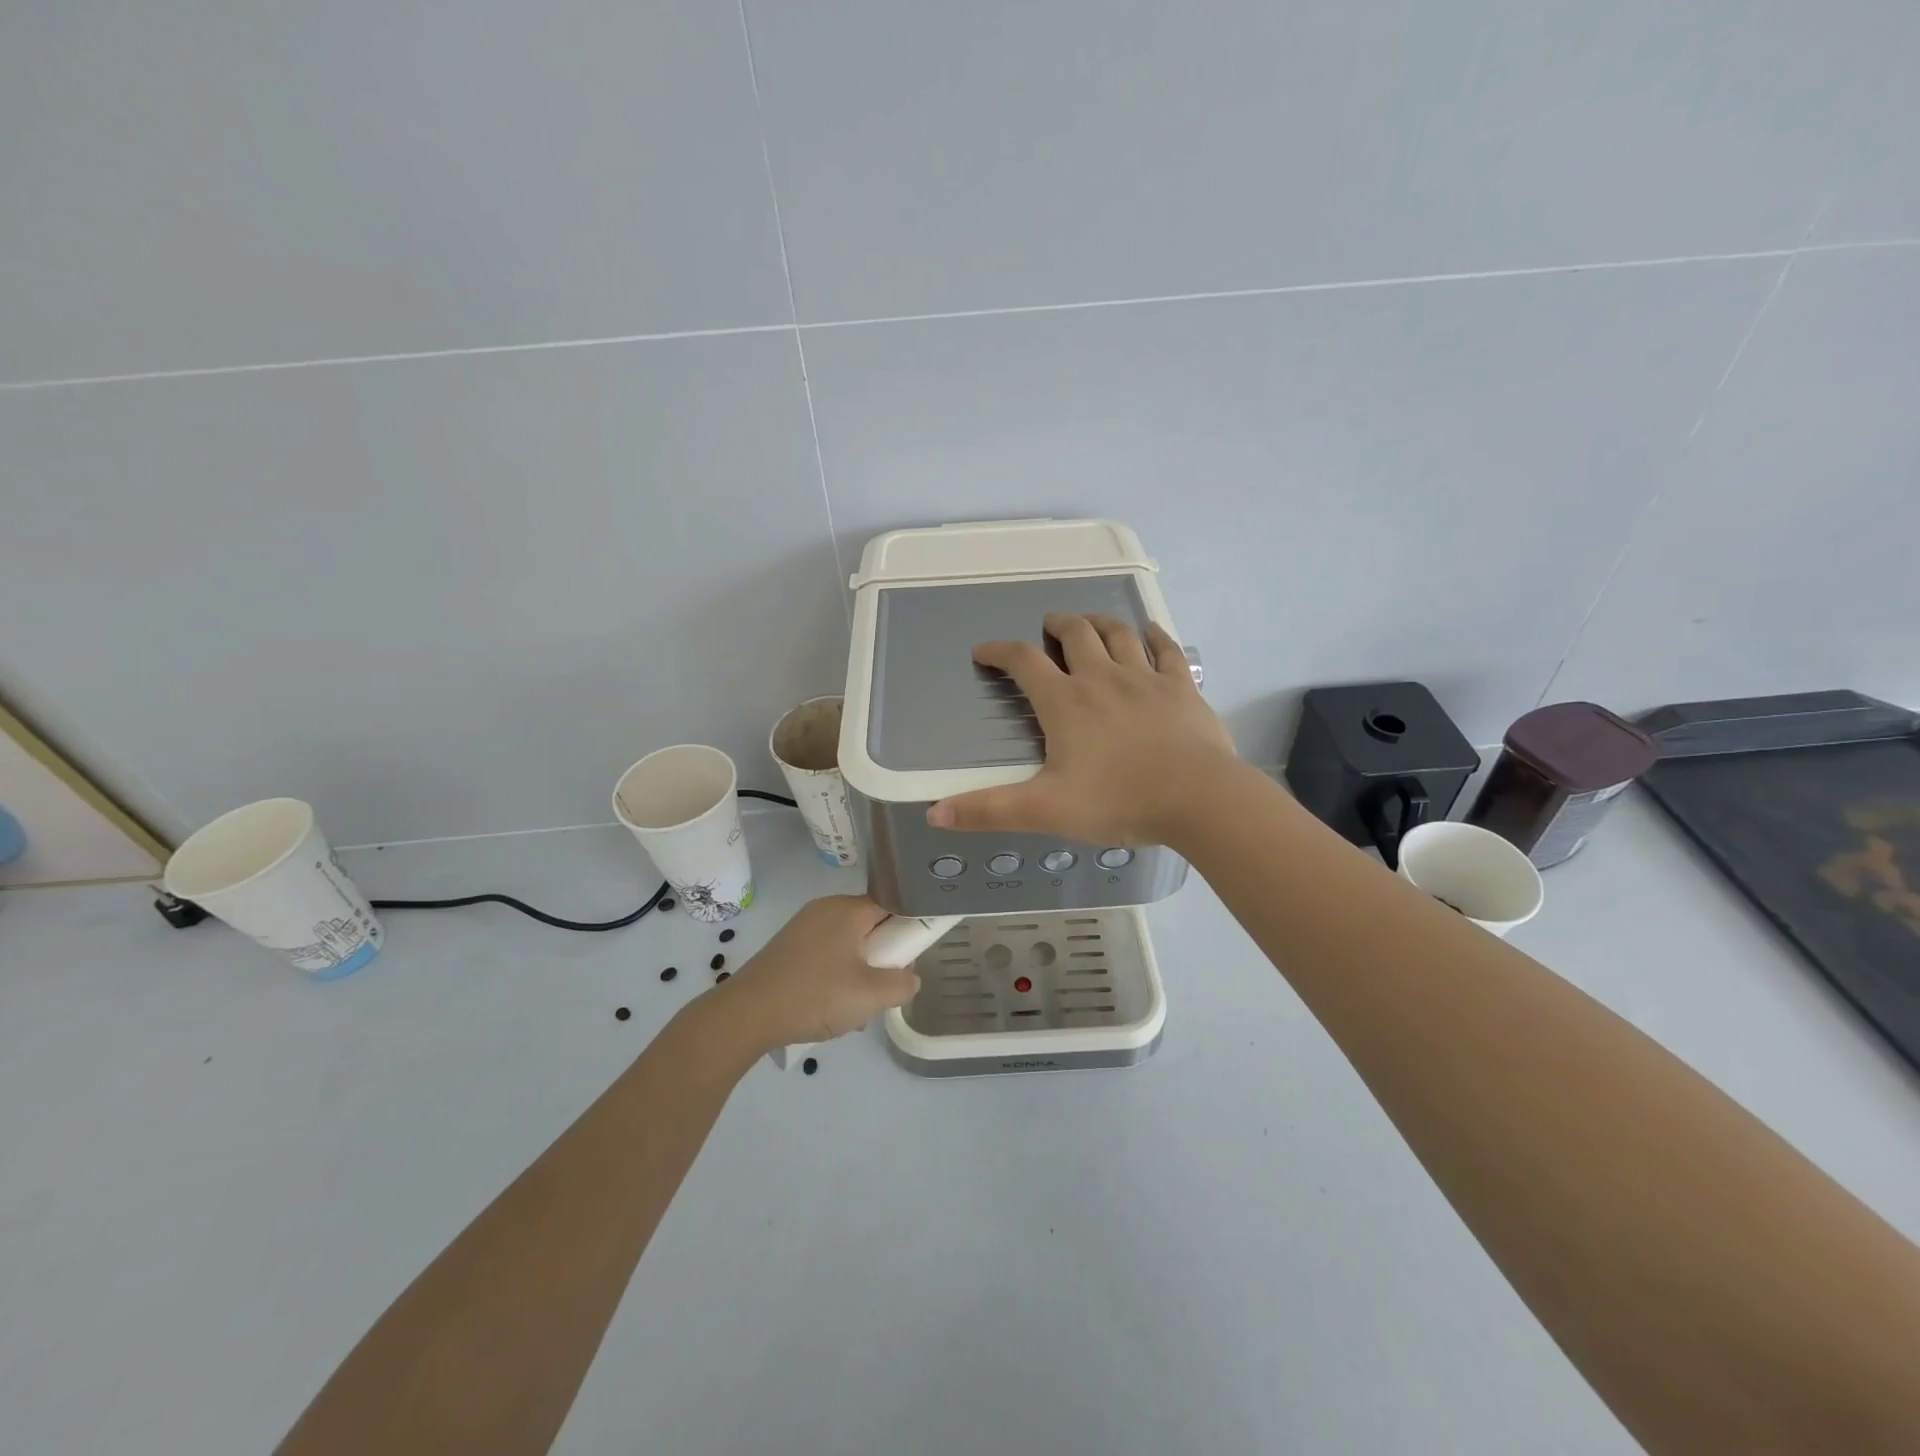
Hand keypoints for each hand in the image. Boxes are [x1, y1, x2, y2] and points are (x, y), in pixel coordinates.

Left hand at [718, 895, 920, 1051]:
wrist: (746, 1014)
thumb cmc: (814, 995)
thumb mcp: (870, 996)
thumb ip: (902, 984)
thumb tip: (911, 978)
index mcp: (848, 909)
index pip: (893, 904)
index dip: (909, 928)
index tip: (912, 957)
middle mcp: (826, 909)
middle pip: (870, 925)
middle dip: (883, 957)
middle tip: (884, 988)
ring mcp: (803, 927)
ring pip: (848, 944)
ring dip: (860, 972)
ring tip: (857, 1008)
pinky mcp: (788, 947)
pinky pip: (826, 954)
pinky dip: (837, 976)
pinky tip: (832, 1009)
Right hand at [927, 613, 1241, 847]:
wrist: (1198, 798)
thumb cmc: (1118, 801)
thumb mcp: (1045, 810)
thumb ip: (989, 810)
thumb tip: (934, 813)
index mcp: (1065, 702)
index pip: (1023, 663)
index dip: (999, 652)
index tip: (984, 652)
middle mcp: (1102, 678)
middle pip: (1075, 634)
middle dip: (1056, 626)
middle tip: (1048, 628)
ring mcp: (1145, 678)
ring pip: (1118, 633)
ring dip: (1099, 622)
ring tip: (1088, 623)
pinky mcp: (1182, 686)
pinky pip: (1166, 649)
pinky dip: (1154, 635)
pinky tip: (1149, 632)